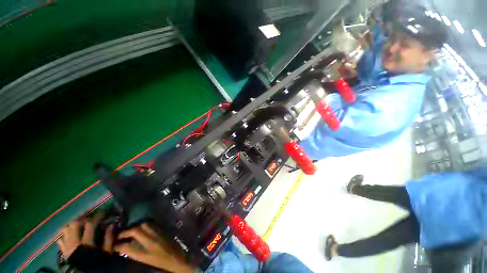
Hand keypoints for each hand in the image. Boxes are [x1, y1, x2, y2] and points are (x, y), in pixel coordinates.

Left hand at [57, 211, 113, 257]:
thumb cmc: (98, 263)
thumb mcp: (106, 253)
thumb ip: (108, 239)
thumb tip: (111, 225)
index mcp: (86, 242)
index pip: (90, 224)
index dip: (97, 216)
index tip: (104, 211)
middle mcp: (74, 242)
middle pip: (75, 224)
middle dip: (83, 217)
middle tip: (90, 216)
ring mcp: (67, 246)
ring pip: (65, 229)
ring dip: (72, 224)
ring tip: (80, 223)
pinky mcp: (63, 251)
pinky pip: (61, 239)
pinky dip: (65, 234)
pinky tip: (70, 234)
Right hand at [115, 223, 194, 272]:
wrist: (176, 258)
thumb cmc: (160, 262)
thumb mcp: (145, 260)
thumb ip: (134, 252)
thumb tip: (123, 246)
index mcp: (145, 253)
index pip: (127, 246)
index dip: (118, 245)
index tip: (114, 245)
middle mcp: (151, 242)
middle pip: (136, 231)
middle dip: (126, 231)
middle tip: (121, 234)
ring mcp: (158, 234)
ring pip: (144, 225)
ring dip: (136, 226)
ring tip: (132, 230)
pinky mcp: (164, 230)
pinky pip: (153, 224)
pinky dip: (146, 225)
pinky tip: (143, 227)